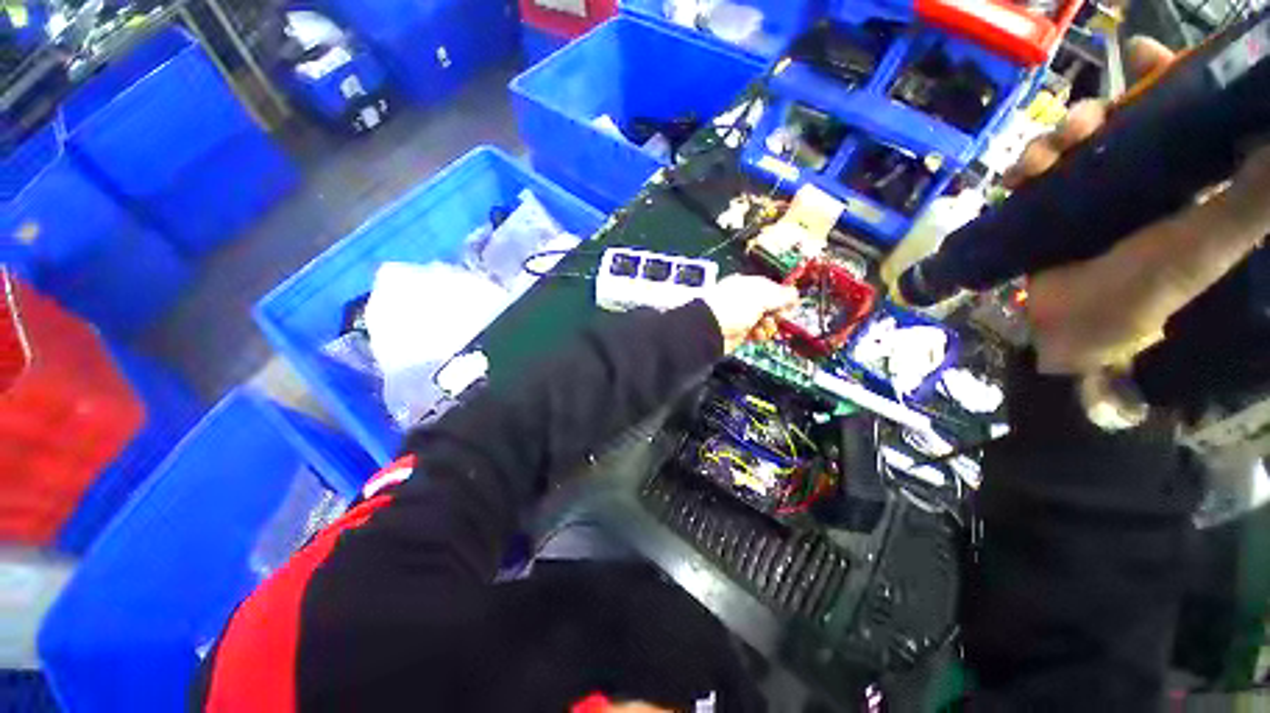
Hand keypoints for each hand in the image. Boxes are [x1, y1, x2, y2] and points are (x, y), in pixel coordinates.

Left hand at [702, 274, 799, 352]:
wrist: (710, 330)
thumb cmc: (735, 307)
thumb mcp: (762, 297)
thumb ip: (781, 295)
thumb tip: (795, 294)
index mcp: (746, 284)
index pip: (770, 287)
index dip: (782, 296)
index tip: (792, 305)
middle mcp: (743, 299)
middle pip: (768, 305)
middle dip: (777, 312)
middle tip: (780, 317)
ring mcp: (740, 316)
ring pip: (763, 320)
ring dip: (769, 324)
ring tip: (766, 327)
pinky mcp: (738, 332)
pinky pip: (755, 332)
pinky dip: (759, 334)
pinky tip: (758, 335)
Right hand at [1009, 37, 1269, 374]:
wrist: (1076, 332)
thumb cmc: (1146, 291)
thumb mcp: (1209, 242)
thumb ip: (1249, 197)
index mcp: (1172, 174)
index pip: (1168, 111)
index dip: (1156, 77)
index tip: (1140, 56)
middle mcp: (1128, 177)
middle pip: (1109, 121)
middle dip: (1091, 111)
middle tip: (1081, 124)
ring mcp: (1082, 195)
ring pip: (1064, 145)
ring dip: (1049, 139)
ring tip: (1042, 158)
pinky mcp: (1042, 213)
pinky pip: (1028, 177)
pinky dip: (1021, 169)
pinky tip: (1019, 175)